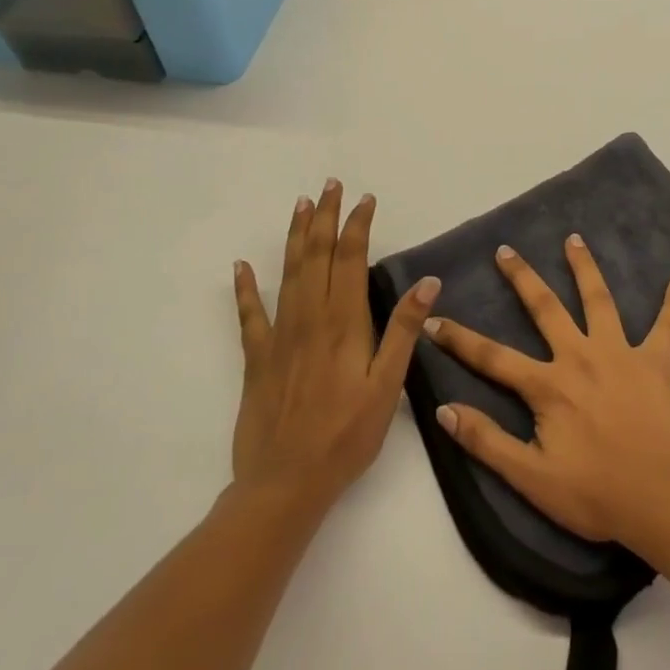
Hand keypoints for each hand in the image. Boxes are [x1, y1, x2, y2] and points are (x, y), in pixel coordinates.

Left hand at [231, 180, 439, 517]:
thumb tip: (428, 282)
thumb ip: (403, 331)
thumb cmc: (346, 436)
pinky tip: (241, 266)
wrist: (284, 484)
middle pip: (317, 255)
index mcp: (343, 323)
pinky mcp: (257, 359)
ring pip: (288, 273)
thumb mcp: (387, 386)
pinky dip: (245, 288)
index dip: (358, 225)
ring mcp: (280, 336)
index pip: (351, 259)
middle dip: (326, 217)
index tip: (365, 199)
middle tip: (330, 185)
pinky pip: (250, 315)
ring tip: (301, 206)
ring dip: (296, 237)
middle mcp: (309, 318)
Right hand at [423, 234, 669, 546]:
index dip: (459, 339)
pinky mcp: (657, 362)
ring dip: (585, 268)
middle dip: (522, 278)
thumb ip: (487, 441)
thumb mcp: (531, 478)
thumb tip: (444, 409)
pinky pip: (667, 325)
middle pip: (546, 308)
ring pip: (599, 300)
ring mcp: (621, 353)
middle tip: (506, 250)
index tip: (433, 318)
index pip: (492, 357)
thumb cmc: (595, 494)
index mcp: (549, 386)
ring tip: (574, 239)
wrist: (662, 499)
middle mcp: (581, 357)